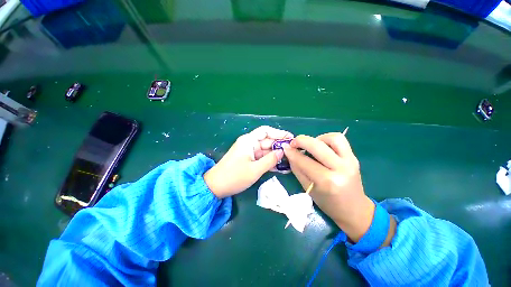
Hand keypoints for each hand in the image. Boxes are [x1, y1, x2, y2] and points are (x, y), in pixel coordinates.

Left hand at [204, 126, 292, 198]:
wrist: (215, 186)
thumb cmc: (234, 176)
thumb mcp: (255, 169)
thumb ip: (270, 160)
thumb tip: (282, 151)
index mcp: (248, 141)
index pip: (265, 131)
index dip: (278, 133)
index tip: (290, 138)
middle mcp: (249, 144)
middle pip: (267, 141)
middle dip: (279, 146)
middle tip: (293, 152)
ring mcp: (249, 152)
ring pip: (265, 151)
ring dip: (276, 156)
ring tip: (290, 161)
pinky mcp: (248, 160)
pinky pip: (261, 158)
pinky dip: (269, 161)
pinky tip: (280, 167)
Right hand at [283, 132, 376, 241]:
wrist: (354, 210)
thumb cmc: (328, 203)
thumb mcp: (308, 188)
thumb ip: (297, 169)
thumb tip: (289, 153)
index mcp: (328, 182)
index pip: (305, 161)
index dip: (292, 153)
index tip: (284, 147)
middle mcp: (341, 169)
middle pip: (318, 146)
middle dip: (302, 141)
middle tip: (293, 142)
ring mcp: (351, 161)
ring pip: (333, 138)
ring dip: (317, 138)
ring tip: (310, 145)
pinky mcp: (354, 157)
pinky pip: (340, 140)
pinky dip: (327, 139)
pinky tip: (321, 146)